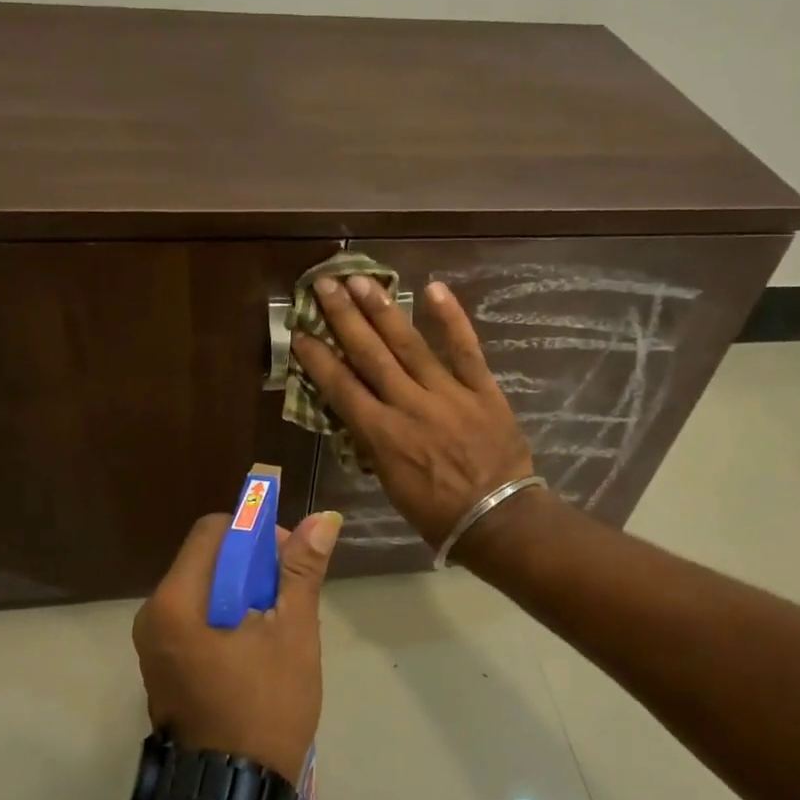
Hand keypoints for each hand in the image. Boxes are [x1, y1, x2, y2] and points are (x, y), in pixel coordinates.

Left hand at [132, 509, 340, 778]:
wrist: (232, 794)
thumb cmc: (265, 708)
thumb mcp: (292, 632)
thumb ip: (301, 571)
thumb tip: (323, 518)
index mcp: (176, 601)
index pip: (213, 531)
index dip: (254, 532)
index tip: (287, 559)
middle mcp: (153, 614)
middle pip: (206, 559)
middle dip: (251, 564)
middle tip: (288, 595)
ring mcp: (153, 643)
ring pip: (203, 588)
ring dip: (242, 590)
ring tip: (277, 622)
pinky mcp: (162, 665)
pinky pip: (195, 617)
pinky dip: (227, 615)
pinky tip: (256, 643)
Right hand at [291, 276, 535, 547]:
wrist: (499, 519)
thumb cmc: (437, 512)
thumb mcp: (390, 484)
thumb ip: (373, 443)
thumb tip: (357, 412)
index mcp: (382, 435)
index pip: (341, 387)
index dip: (318, 358)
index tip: (301, 332)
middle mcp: (409, 406)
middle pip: (370, 354)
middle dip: (344, 317)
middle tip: (325, 284)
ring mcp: (447, 393)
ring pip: (409, 344)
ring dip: (383, 310)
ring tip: (362, 280)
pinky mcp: (481, 389)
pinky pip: (465, 349)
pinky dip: (451, 318)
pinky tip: (433, 288)